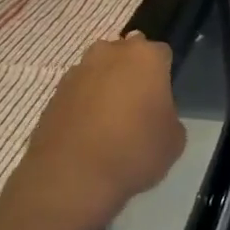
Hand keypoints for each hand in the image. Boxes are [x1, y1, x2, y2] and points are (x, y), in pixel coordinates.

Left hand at [14, 34, 185, 229]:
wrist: (72, 176)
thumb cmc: (134, 151)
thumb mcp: (174, 140)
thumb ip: (169, 115)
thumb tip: (155, 114)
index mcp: (146, 57)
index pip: (162, 53)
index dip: (164, 76)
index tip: (163, 99)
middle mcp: (110, 53)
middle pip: (127, 53)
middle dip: (133, 71)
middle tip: (138, 105)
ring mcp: (78, 70)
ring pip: (100, 69)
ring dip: (106, 84)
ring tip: (110, 120)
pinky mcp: (54, 92)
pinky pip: (79, 90)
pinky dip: (84, 103)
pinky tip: (88, 131)